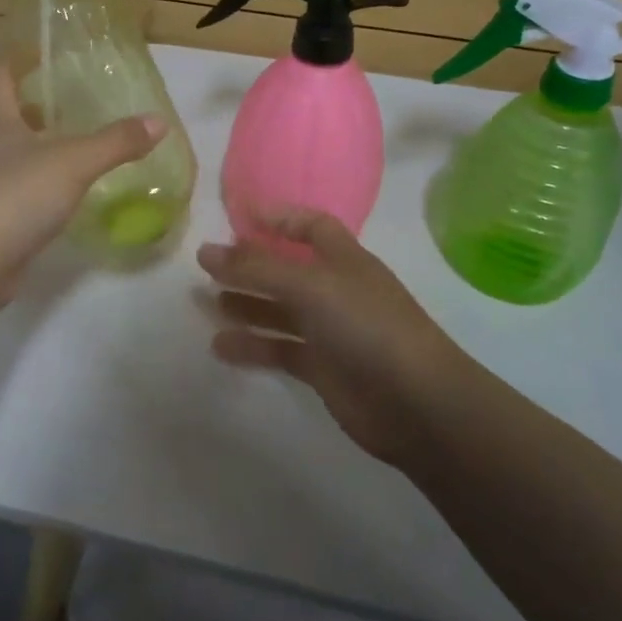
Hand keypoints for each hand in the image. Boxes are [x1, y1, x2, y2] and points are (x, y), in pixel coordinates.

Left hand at [0, 63, 164, 290]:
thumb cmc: (16, 196)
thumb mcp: (75, 163)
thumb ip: (117, 142)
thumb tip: (159, 122)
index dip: (15, 61)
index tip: (38, 53)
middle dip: (22, 107)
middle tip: (57, 104)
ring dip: (25, 146)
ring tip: (63, 146)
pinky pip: (7, 188)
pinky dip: (28, 183)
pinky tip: (55, 193)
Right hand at [197, 209, 464, 467]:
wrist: (417, 404)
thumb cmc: (367, 327)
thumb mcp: (310, 286)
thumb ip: (257, 268)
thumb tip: (204, 250)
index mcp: (343, 259)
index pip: (310, 226)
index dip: (278, 218)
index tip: (238, 216)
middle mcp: (336, 290)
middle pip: (286, 269)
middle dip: (249, 266)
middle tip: (206, 266)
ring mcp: (330, 330)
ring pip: (279, 311)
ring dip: (245, 305)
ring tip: (204, 303)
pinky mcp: (323, 368)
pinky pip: (280, 349)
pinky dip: (252, 347)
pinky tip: (220, 347)